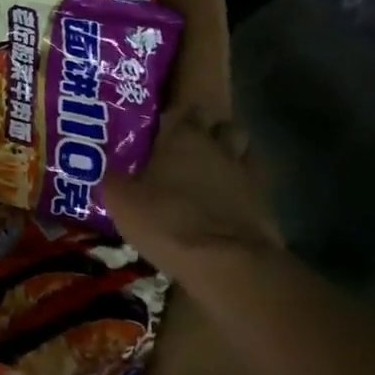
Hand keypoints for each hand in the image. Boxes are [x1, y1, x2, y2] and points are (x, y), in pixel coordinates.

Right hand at [103, 109, 282, 264]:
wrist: (228, 265)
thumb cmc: (167, 221)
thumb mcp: (121, 200)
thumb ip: (114, 178)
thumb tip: (107, 170)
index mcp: (183, 137)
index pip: (183, 109)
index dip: (174, 116)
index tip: (162, 126)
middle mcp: (219, 147)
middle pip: (221, 125)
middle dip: (208, 131)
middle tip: (189, 148)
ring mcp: (247, 175)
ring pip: (244, 151)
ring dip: (231, 155)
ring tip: (213, 171)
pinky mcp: (267, 204)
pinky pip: (255, 184)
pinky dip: (244, 187)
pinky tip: (231, 200)